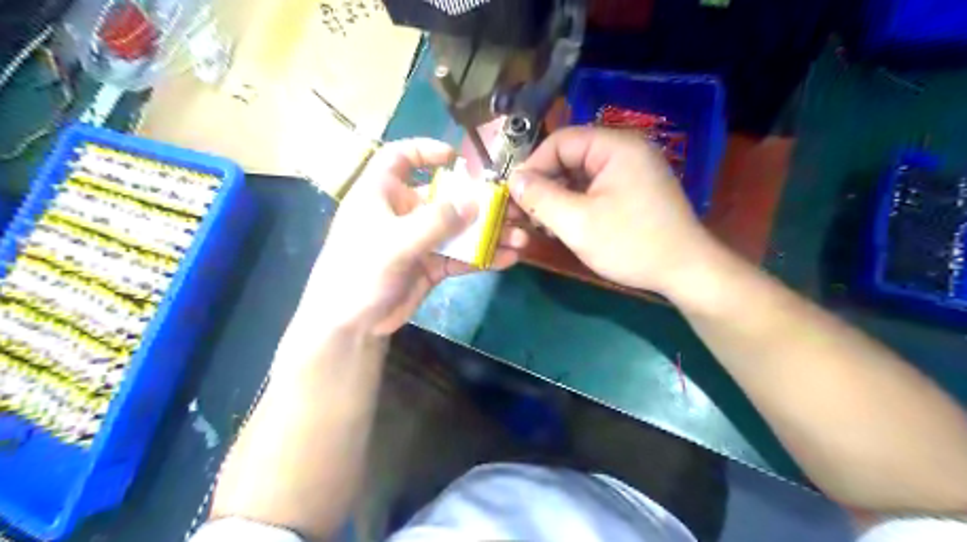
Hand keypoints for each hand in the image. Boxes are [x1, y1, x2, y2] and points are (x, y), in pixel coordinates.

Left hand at [300, 138, 528, 336]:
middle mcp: (403, 213)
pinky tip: (508, 259)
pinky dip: (483, 257)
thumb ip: (436, 222)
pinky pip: (461, 256)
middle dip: (479, 202)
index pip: (400, 159)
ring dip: (488, 233)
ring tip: (519, 238)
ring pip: (458, 230)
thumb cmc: (360, 271)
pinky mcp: (430, 266)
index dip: (425, 151)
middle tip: (512, 207)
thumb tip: (474, 203)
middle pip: (445, 197)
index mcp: (382, 194)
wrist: (351, 325)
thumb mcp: (395, 242)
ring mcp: (419, 241)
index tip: (456, 158)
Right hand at [508, 124, 711, 292]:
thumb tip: (513, 180)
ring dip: (558, 196)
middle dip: (545, 184)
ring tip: (543, 223)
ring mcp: (632, 170)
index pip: (560, 141)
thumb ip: (540, 198)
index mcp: (615, 146)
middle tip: (526, 213)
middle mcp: (625, 150)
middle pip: (570, 156)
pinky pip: (595, 187)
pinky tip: (565, 224)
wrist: (685, 271)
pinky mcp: (634, 189)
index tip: (514, 195)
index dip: (533, 166)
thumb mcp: (577, 222)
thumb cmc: (630, 244)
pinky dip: (576, 203)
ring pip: (581, 174)